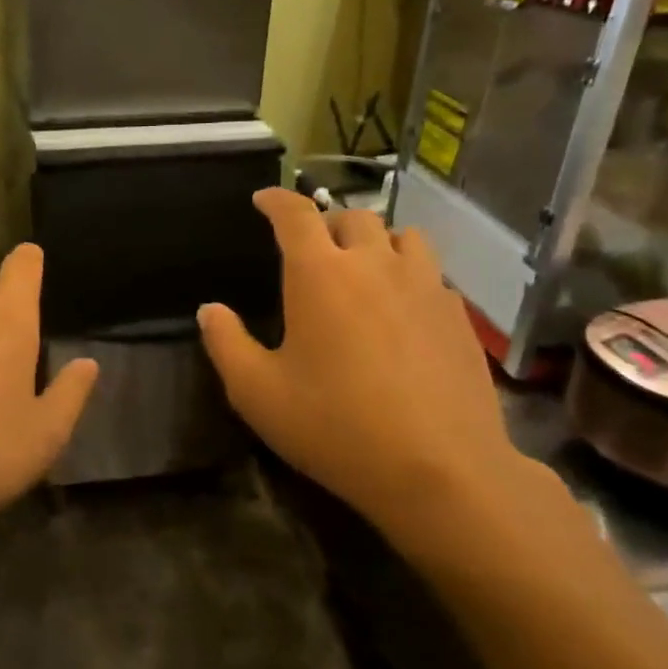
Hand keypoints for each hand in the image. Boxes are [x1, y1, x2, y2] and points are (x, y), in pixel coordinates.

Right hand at [198, 189, 542, 552]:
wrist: (440, 470)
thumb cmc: (335, 426)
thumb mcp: (257, 393)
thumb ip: (226, 344)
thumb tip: (209, 310)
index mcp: (320, 274)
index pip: (295, 214)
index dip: (276, 199)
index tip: (263, 199)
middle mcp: (374, 264)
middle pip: (352, 216)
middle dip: (326, 222)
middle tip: (311, 248)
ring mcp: (425, 286)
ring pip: (402, 235)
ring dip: (376, 241)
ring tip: (363, 268)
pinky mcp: (458, 315)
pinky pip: (432, 273)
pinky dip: (410, 275)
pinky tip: (403, 309)